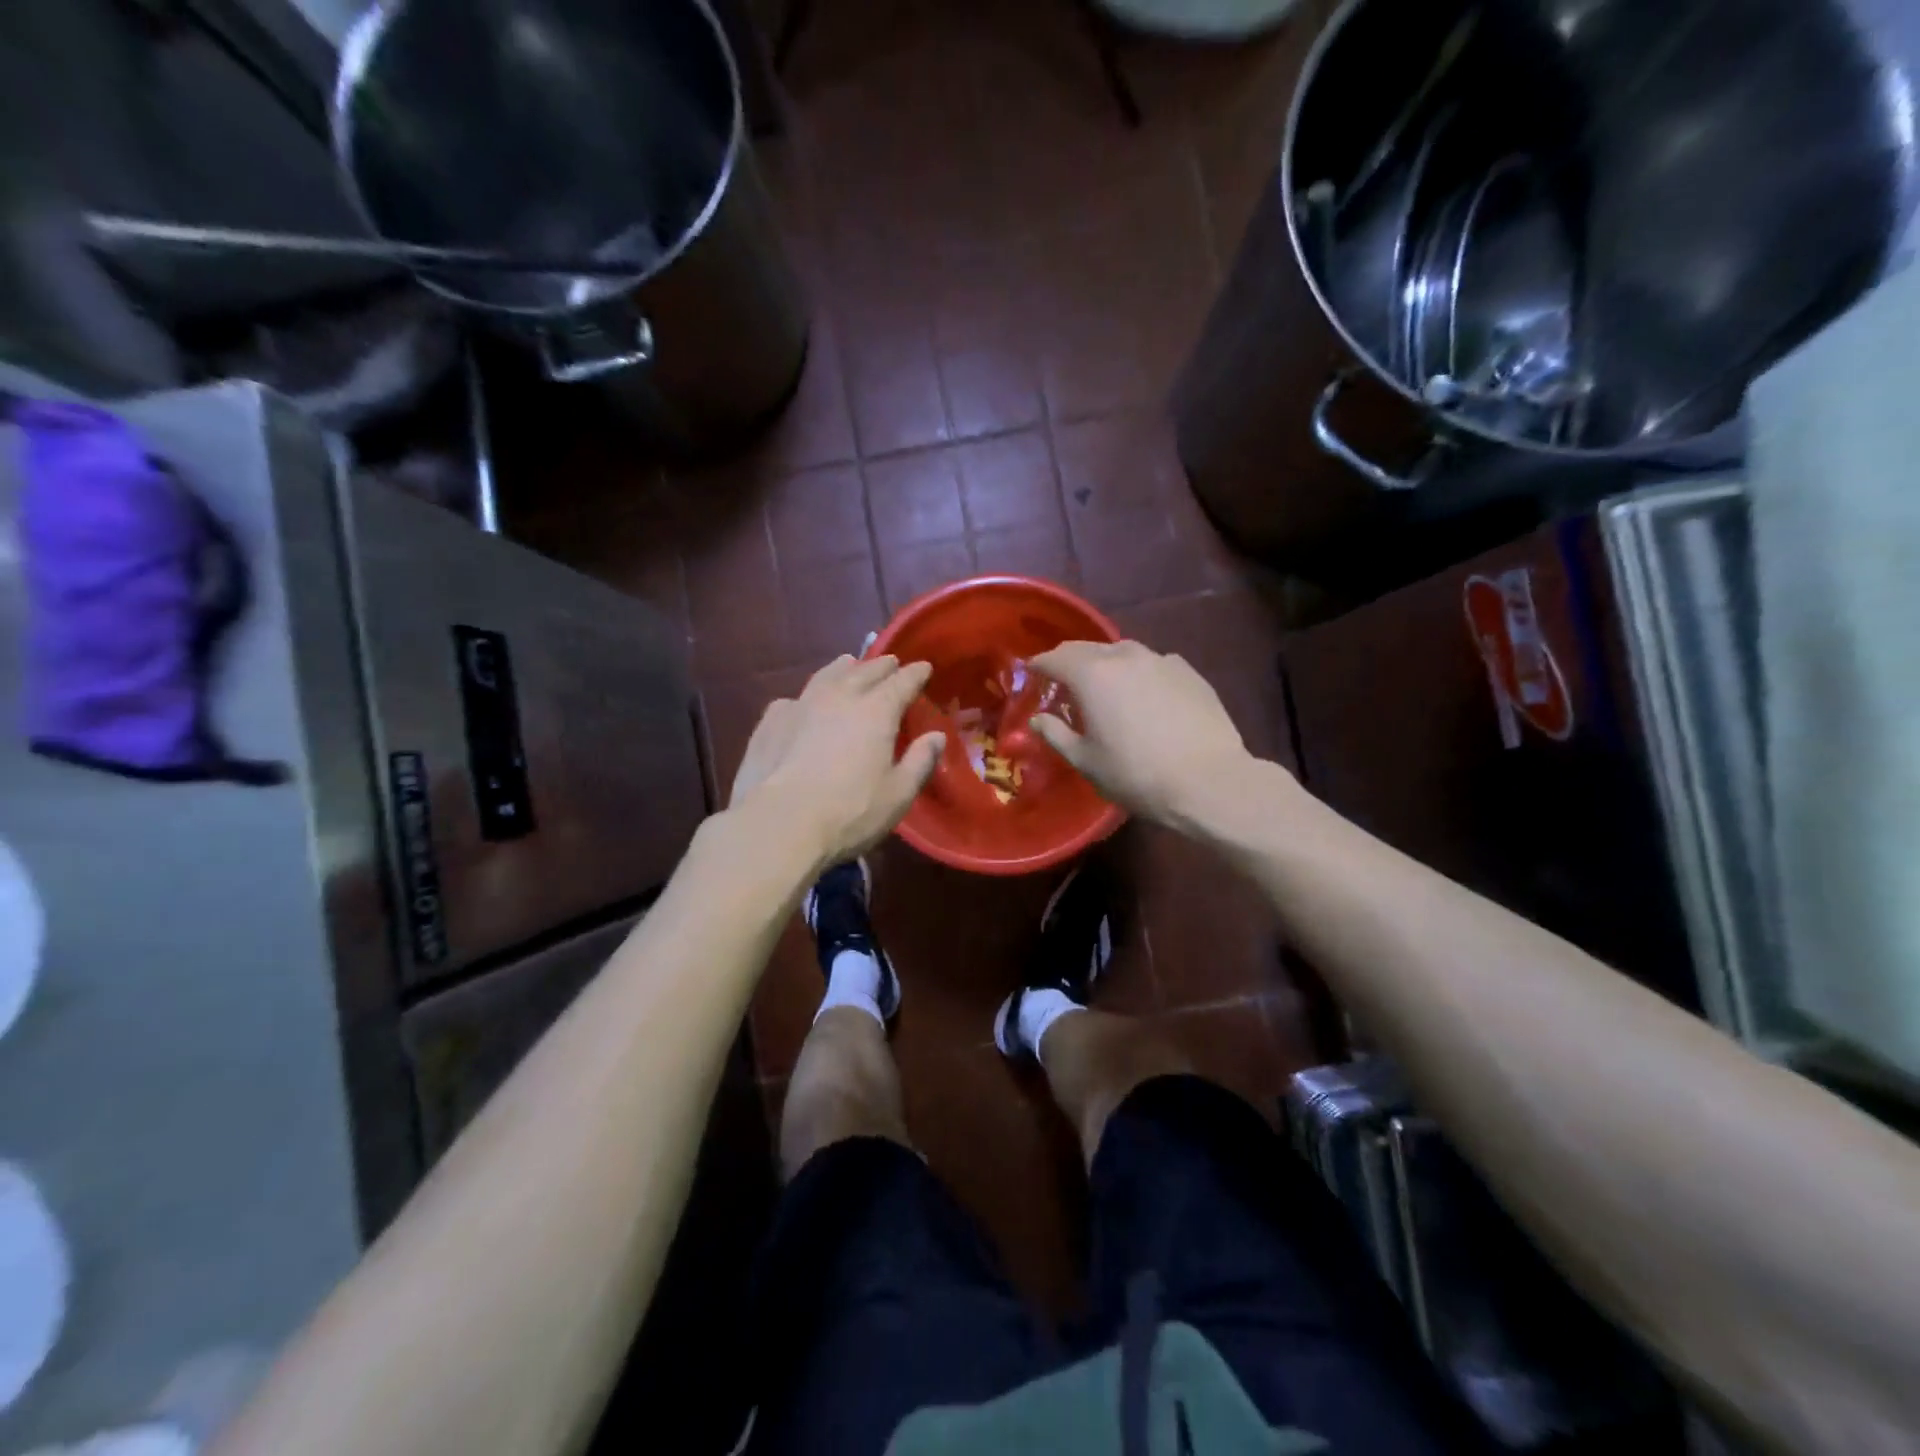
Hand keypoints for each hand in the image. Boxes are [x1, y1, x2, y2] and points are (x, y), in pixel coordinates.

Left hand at [730, 655, 945, 870]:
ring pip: (826, 675)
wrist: (779, 824)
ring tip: (849, 664)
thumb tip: (936, 736)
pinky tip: (802, 703)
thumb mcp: (898, 795)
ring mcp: (800, 705)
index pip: (902, 682)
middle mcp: (839, 697)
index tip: (924, 667)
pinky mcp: (770, 722)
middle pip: (864, 671)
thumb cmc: (849, 812)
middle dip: (881, 666)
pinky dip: (806, 696)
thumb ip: (920, 762)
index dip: (915, 673)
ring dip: (842, 668)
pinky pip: (794, 699)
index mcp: (876, 711)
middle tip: (890, 662)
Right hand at [1028, 640, 1283, 833]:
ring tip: (1105, 685)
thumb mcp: (1086, 761)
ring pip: (1124, 652)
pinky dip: (1140, 673)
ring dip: (1106, 664)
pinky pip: (1154, 664)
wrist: (1209, 781)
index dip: (1039, 665)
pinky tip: (1145, 695)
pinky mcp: (1189, 672)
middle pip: (1087, 648)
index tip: (1032, 673)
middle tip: (1062, 679)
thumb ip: (1056, 735)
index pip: (1056, 658)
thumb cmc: (1136, 774)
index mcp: (1093, 675)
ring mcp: (1162, 660)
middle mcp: (1126, 657)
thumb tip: (1038, 719)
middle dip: (1070, 660)